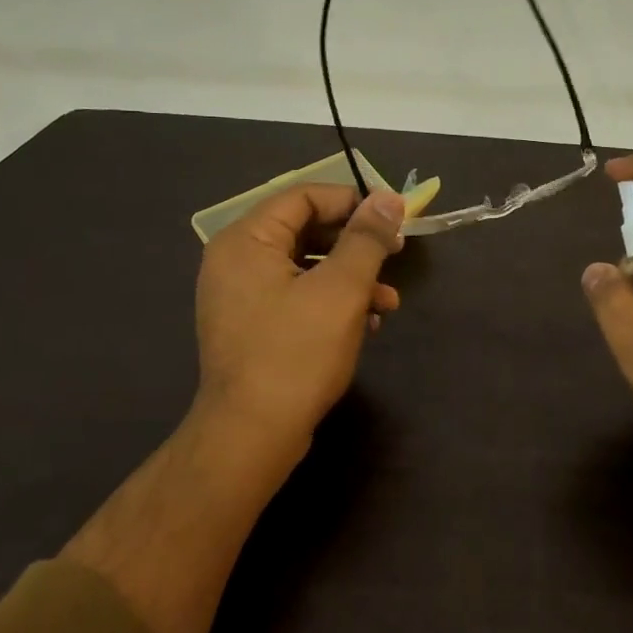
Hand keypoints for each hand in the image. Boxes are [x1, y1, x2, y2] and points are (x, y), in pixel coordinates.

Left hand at [192, 184, 404, 476]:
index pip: (304, 196)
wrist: (252, 436)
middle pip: (306, 231)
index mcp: (246, 240)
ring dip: (352, 278)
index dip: (353, 201)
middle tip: (396, 254)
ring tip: (389, 302)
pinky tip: (366, 325)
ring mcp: (242, 297)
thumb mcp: (341, 289)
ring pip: (306, 268)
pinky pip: (298, 297)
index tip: (394, 218)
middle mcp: (236, 261)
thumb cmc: (296, 354)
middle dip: (356, 244)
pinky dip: (333, 303)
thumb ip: (366, 238)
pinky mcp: (253, 327)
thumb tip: (388, 198)